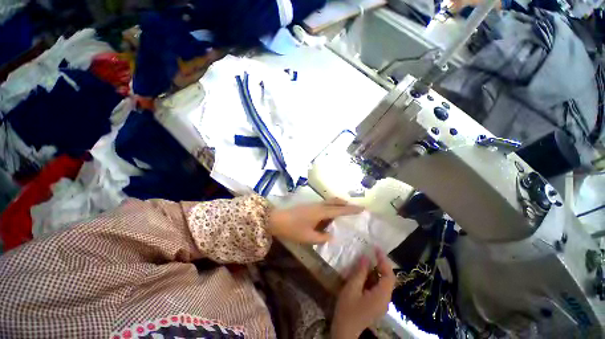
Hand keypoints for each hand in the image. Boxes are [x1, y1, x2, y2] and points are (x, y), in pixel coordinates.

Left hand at [268, 198, 362, 243]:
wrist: (277, 219)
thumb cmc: (293, 229)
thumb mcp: (308, 237)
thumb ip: (322, 237)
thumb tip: (331, 236)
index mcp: (321, 212)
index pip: (339, 210)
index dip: (351, 209)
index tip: (362, 208)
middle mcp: (319, 206)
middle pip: (335, 201)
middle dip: (346, 204)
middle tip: (355, 208)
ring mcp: (313, 204)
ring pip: (329, 201)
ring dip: (338, 204)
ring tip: (344, 210)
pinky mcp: (309, 205)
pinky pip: (324, 204)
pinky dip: (331, 206)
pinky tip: (330, 214)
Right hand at [332, 248, 395, 338]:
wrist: (345, 331)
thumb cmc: (347, 310)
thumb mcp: (352, 289)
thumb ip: (360, 272)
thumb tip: (366, 257)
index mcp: (381, 296)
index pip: (389, 276)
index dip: (384, 261)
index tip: (376, 248)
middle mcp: (385, 300)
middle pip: (388, 278)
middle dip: (381, 264)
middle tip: (371, 252)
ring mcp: (381, 303)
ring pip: (383, 282)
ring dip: (376, 270)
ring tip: (367, 259)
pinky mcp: (376, 304)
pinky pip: (378, 287)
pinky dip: (373, 277)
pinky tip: (364, 273)